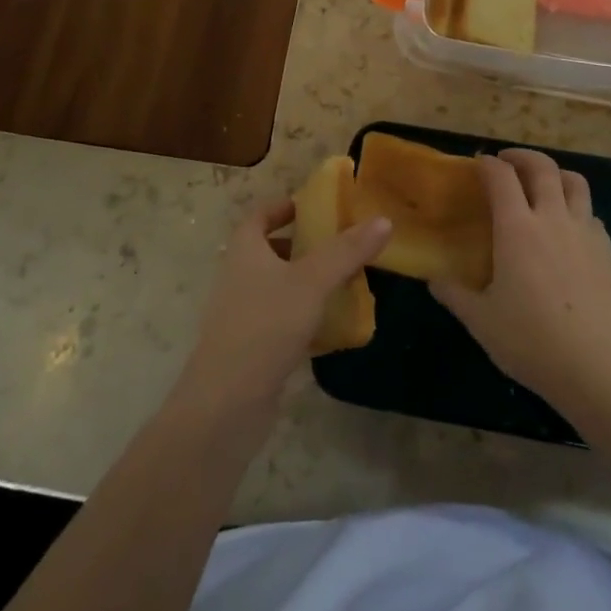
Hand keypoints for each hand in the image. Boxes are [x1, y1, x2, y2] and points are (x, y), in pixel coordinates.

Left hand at [177, 198, 390, 425]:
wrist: (226, 403)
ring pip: (277, 286)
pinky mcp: (251, 347)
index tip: (315, 207)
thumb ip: (347, 251)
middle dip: (303, 245)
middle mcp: (238, 276)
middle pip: (270, 249)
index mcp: (244, 249)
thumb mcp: (312, 281)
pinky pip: (281, 320)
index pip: (261, 215)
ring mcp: (242, 314)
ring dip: (306, 282)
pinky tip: (333, 325)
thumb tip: (384, 220)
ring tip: (344, 281)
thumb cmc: (266, 325)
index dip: (285, 207)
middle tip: (340, 245)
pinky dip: (305, 316)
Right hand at [430, 149, 610, 416]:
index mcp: (516, 228)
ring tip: (543, 184)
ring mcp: (584, 232)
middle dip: (522, 156)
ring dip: (555, 174)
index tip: (478, 165)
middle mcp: (551, 218)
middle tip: (507, 162)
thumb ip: (455, 295)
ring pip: (574, 182)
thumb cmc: (532, 341)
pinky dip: (576, 208)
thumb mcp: (482, 322)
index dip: (487, 164)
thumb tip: (434, 280)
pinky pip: (590, 214)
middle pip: (542, 167)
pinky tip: (568, 228)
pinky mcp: (606, 250)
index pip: (501, 177)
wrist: (600, 367)